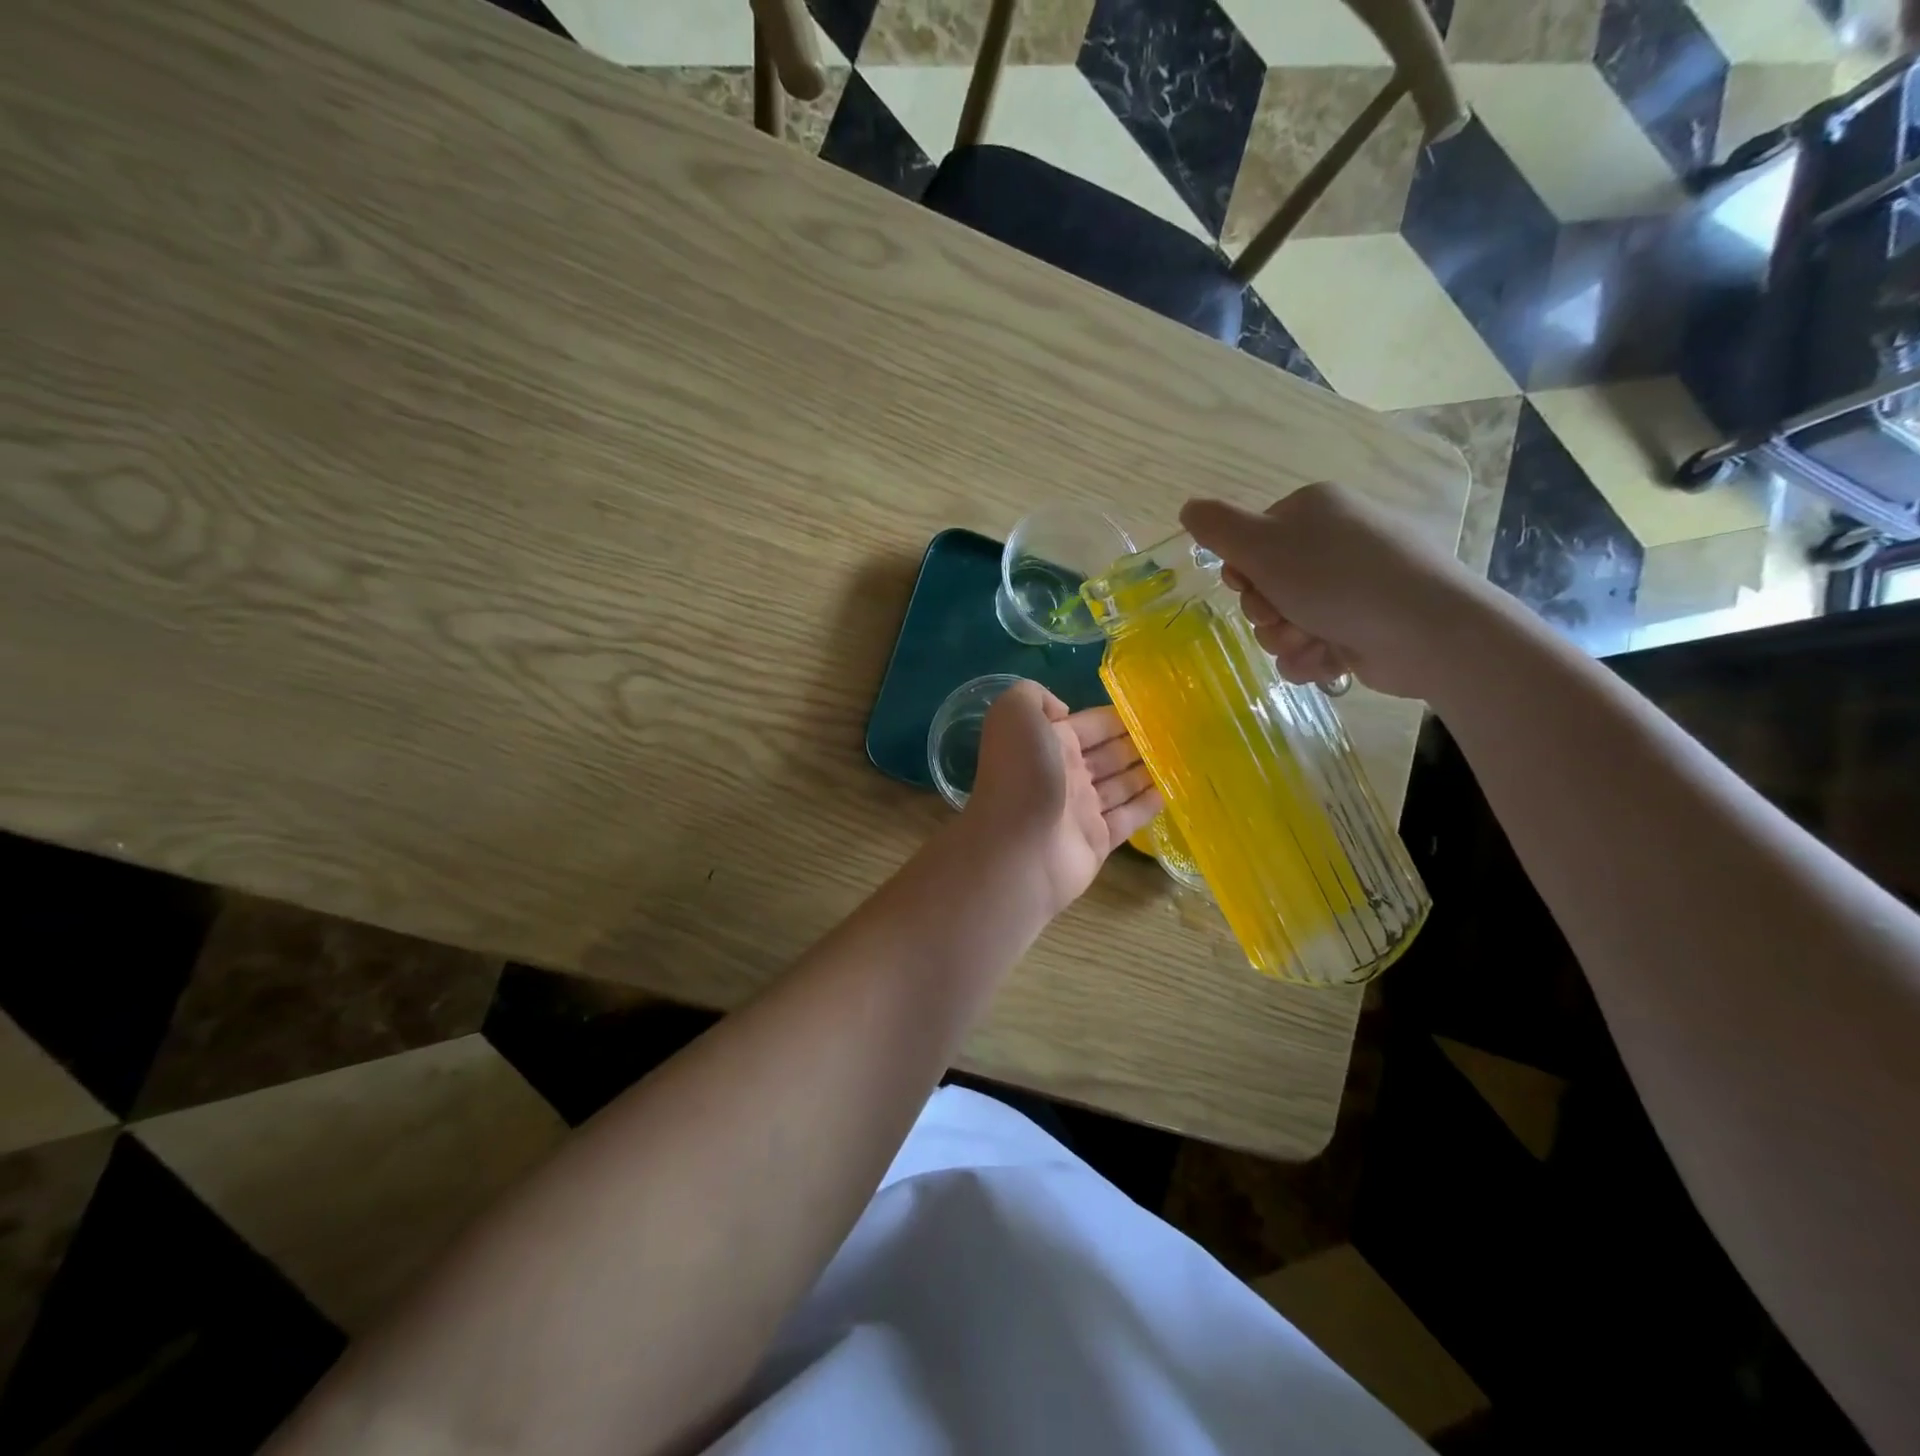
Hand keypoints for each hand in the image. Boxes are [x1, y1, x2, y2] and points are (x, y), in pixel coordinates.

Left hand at [961, 681, 1161, 915]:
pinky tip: (1170, 792)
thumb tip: (1063, 710)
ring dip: (1145, 771)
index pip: (1089, 725)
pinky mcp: (1097, 841)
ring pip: (1119, 785)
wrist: (1017, 848)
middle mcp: (1064, 774)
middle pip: (1108, 754)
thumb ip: (1034, 696)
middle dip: (1136, 743)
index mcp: (1047, 743)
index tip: (1150, 708)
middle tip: (1174, 733)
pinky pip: (1128, 819)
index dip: (1116, 717)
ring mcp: (1081, 810)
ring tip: (1180, 758)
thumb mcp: (1015, 715)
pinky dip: (1147, 805)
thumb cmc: (1021, 775)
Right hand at [1180, 483, 1491, 699]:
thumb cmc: (1337, 579)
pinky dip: (1311, 656)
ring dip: (1285, 639)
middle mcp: (1334, 542)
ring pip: (1286, 620)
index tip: (1247, 585)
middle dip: (1265, 612)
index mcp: (1313, 511)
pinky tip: (1326, 660)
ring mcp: (1352, 586)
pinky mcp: (1365, 625)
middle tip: (1280, 618)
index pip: (1252, 540)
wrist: (1425, 630)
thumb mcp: (1263, 546)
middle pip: (1267, 585)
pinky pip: (1314, 643)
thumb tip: (1188, 509)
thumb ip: (1218, 528)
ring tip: (1308, 642)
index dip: (1241, 571)